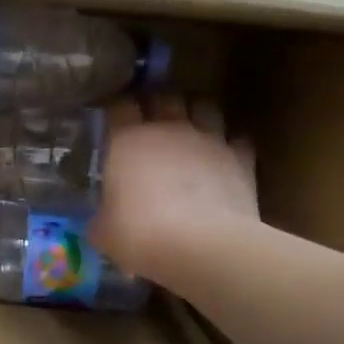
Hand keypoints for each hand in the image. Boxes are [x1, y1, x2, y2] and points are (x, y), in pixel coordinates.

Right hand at [88, 97, 258, 276]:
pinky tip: (224, 157)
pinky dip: (230, 144)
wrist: (201, 246)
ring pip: (205, 106)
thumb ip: (102, 216)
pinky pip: (237, 139)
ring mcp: (209, 139)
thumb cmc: (138, 234)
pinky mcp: (241, 158)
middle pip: (164, 97)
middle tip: (152, 123)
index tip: (114, 122)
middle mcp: (169, 128)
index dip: (117, 111)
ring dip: (197, 113)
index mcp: (127, 139)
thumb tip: (102, 221)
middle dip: (158, 105)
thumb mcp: (104, 231)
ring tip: (191, 129)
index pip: (120, 106)